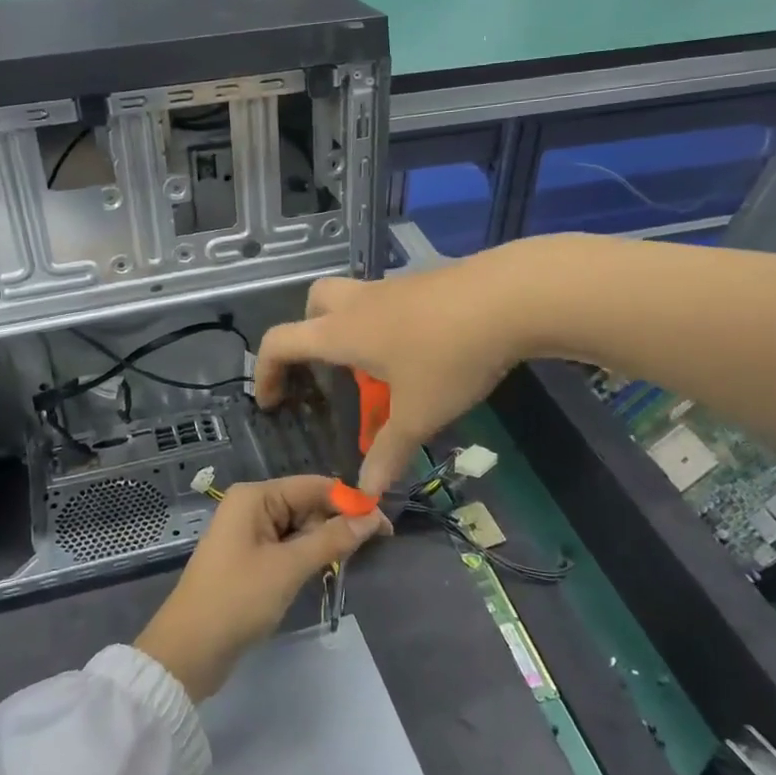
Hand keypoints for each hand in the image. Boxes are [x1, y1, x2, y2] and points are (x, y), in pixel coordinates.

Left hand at [135, 475, 386, 700]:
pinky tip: (327, 568)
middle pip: (307, 504)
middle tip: (376, 546)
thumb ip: (331, 540)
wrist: (188, 651)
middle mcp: (251, 506)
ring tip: (352, 561)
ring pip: (300, 527)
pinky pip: (288, 546)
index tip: (385, 523)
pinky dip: (308, 555)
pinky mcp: (250, 558)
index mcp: (255, 496)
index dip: (350, 501)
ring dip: (325, 541)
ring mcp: (249, 533)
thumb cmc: (237, 600)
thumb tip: (372, 518)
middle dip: (338, 522)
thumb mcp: (288, 568)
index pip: (313, 486)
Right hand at [255, 254, 526, 495]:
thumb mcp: (418, 413)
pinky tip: (420, 353)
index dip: (266, 371)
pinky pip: (387, 302)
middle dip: (307, 335)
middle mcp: (358, 303)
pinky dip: (386, 325)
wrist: (510, 296)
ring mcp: (392, 287)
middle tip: (326, 370)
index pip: (281, 342)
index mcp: (341, 332)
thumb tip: (365, 492)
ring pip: (353, 300)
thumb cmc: (449, 356)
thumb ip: (388, 452)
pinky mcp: (424, 282)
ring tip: (379, 370)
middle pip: (313, 304)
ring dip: (351, 331)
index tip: (272, 401)